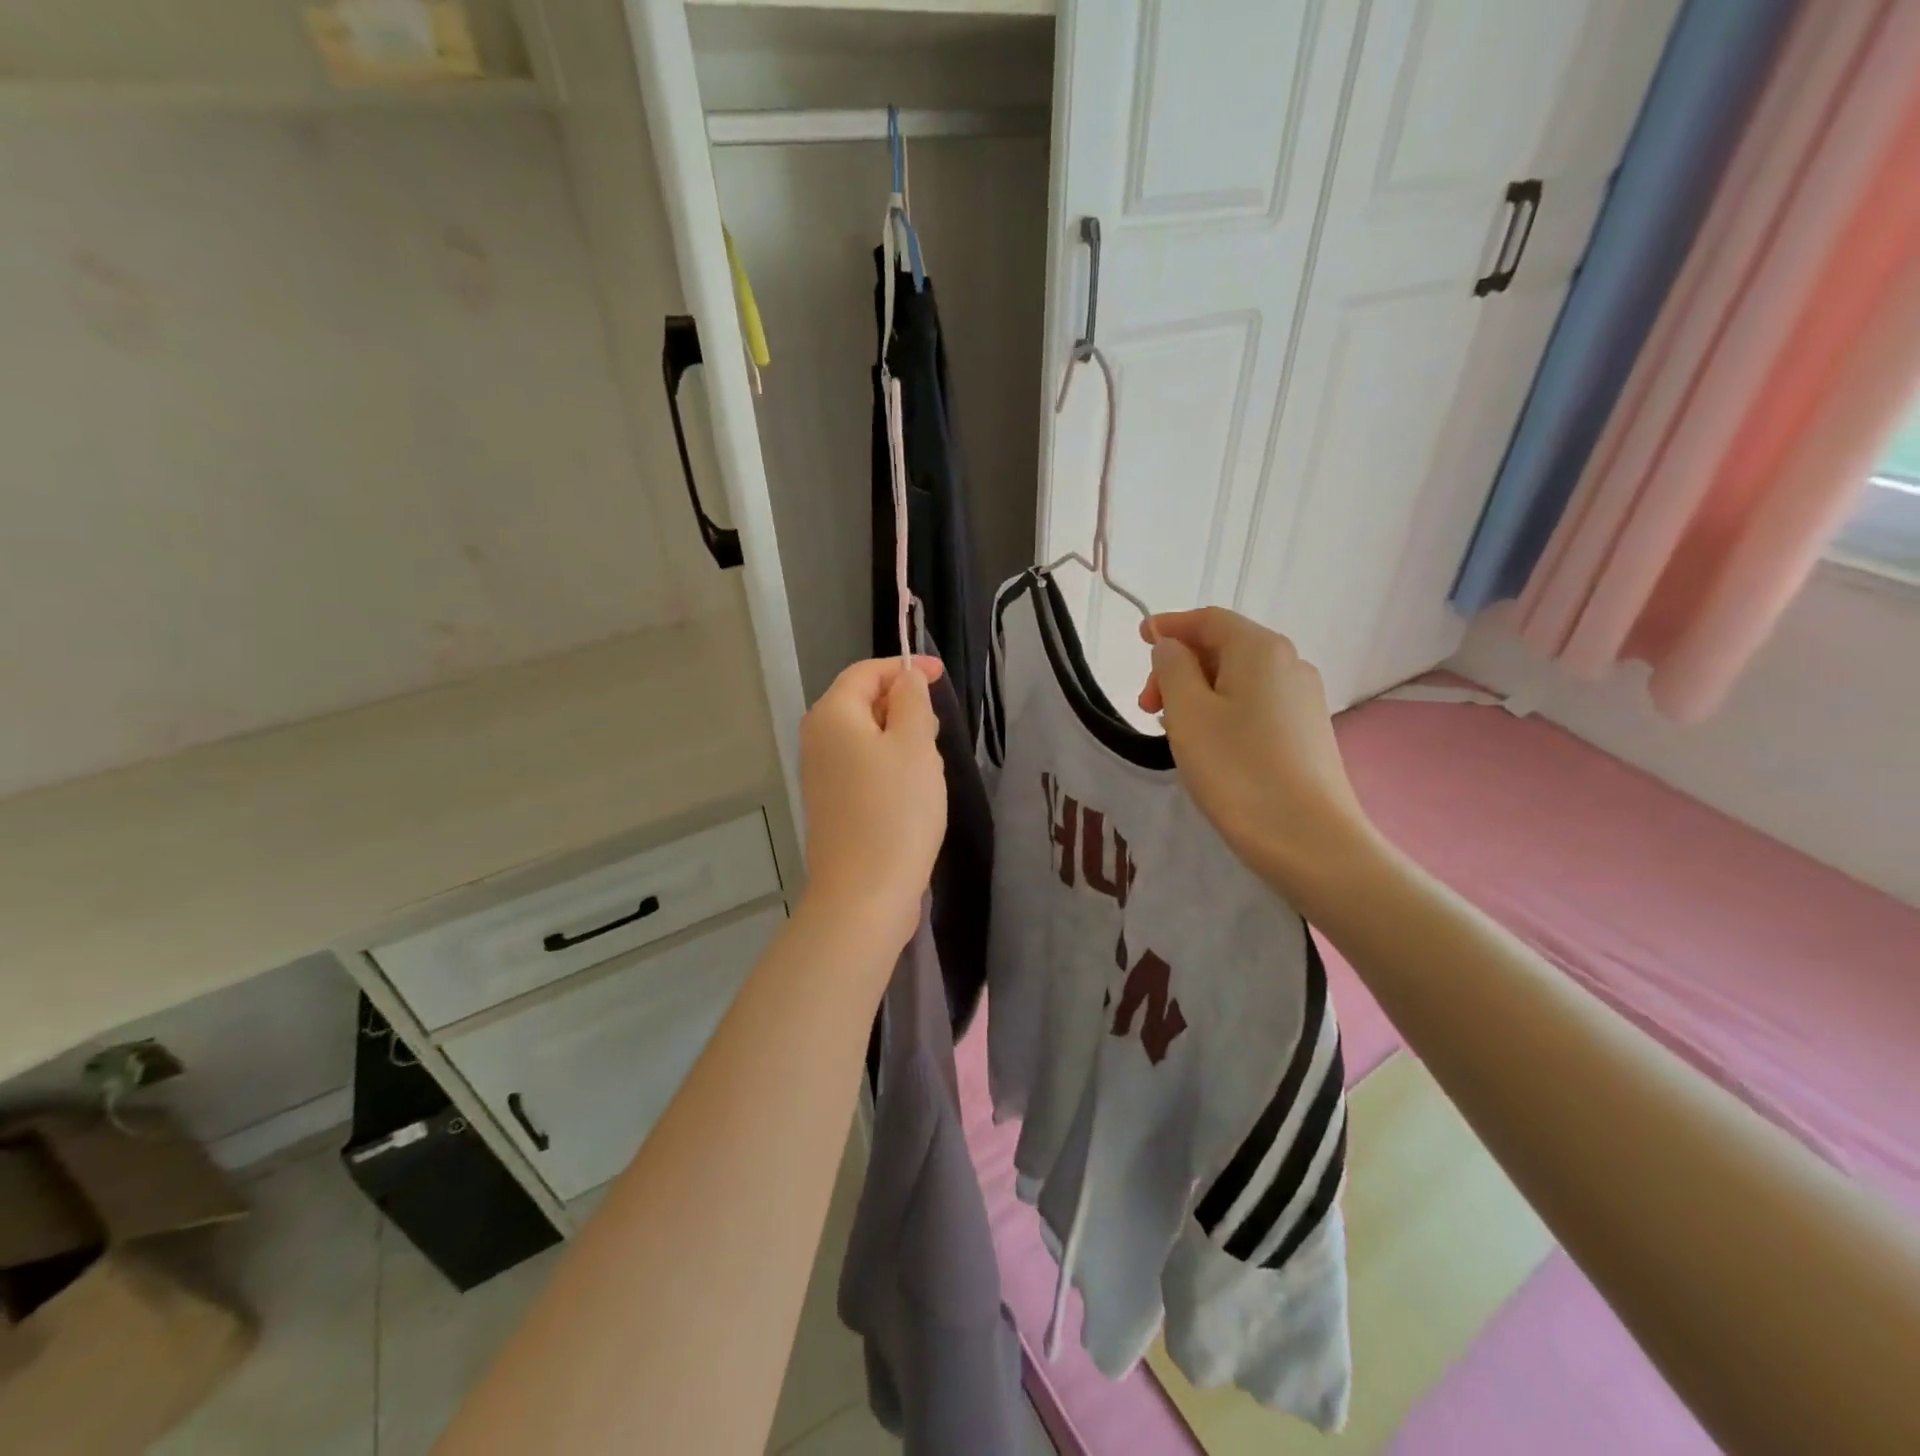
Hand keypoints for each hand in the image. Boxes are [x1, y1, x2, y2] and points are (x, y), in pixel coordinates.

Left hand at [799, 656, 948, 949]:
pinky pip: (861, 766)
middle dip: (901, 703)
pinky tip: (912, 786)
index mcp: (832, 715)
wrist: (864, 893)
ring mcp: (820, 775)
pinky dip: (887, 763)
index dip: (905, 668)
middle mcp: (816, 739)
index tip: (941, 675)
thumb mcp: (915, 745)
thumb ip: (911, 701)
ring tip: (931, 755)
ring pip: (863, 736)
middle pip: (860, 702)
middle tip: (939, 723)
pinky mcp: (831, 804)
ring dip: (897, 735)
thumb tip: (906, 677)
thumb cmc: (896, 811)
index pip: (866, 672)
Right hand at [1138, 609, 1373, 904]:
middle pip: (1224, 647)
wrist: (1309, 839)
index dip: (1170, 625)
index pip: (1208, 619)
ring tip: (1172, 730)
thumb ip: (1172, 668)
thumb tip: (1171, 647)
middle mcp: (1289, 663)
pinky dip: (1223, 711)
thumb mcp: (1188, 713)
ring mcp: (1304, 699)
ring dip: (1198, 693)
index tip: (1139, 638)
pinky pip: (1255, 705)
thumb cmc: (1237, 769)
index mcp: (1260, 649)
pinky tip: (1208, 745)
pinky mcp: (1308, 732)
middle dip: (1179, 667)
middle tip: (1147, 707)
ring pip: (1238, 680)